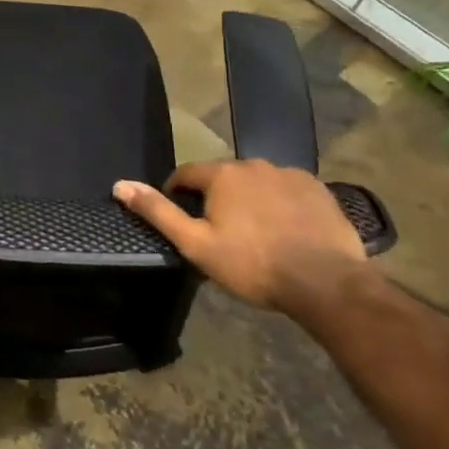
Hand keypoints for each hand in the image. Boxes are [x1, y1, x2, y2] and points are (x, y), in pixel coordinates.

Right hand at [113, 159, 369, 313]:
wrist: (328, 284)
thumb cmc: (253, 265)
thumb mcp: (196, 244)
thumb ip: (158, 212)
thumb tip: (120, 185)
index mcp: (222, 174)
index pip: (186, 174)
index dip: (177, 194)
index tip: (181, 219)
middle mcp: (254, 164)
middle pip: (223, 177)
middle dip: (216, 198)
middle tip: (219, 232)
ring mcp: (290, 175)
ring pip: (256, 183)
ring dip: (249, 200)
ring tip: (254, 234)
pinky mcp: (319, 190)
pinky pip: (288, 191)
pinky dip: (280, 204)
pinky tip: (286, 231)